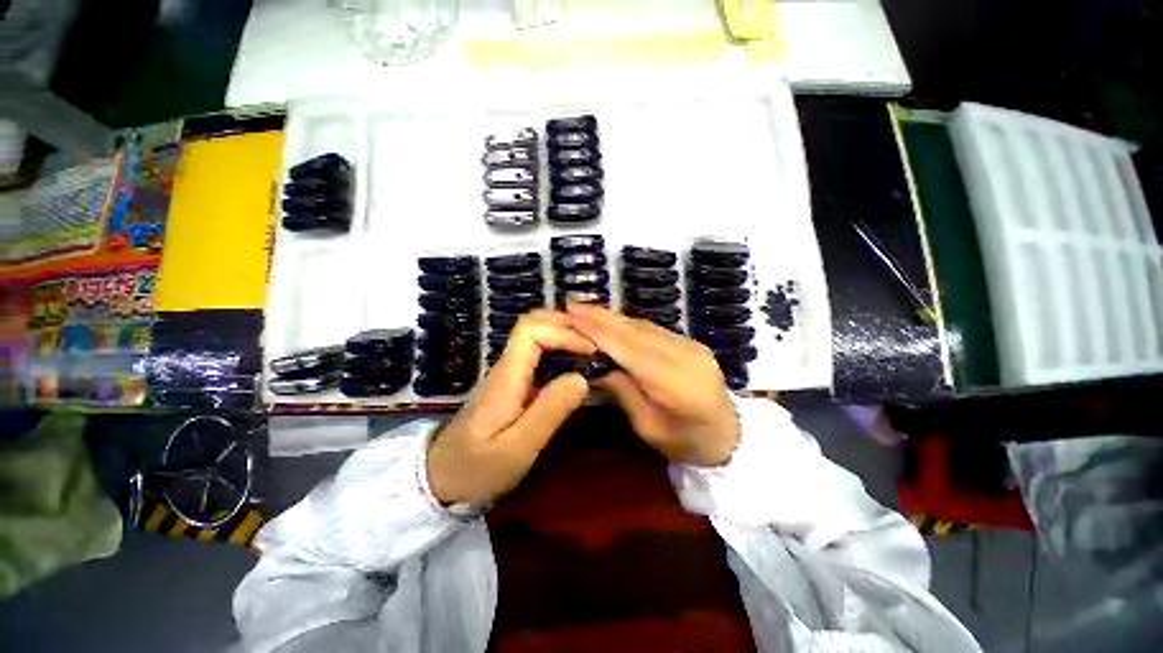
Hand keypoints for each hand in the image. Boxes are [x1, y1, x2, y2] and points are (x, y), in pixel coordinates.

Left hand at [426, 310, 594, 505]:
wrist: (443, 476)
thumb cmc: (477, 466)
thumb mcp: (516, 449)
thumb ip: (548, 412)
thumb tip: (581, 378)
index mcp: (506, 376)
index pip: (531, 330)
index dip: (563, 332)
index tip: (590, 350)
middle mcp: (507, 365)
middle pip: (532, 323)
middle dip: (566, 325)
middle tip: (596, 341)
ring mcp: (509, 372)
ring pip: (536, 334)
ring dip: (564, 333)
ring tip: (592, 348)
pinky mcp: (514, 382)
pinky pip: (538, 352)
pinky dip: (560, 348)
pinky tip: (576, 363)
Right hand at [566, 303, 739, 466]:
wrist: (732, 437)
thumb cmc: (687, 444)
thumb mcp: (649, 429)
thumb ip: (624, 392)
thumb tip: (596, 365)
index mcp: (676, 383)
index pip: (629, 349)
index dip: (599, 331)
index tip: (572, 317)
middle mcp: (685, 355)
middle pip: (636, 331)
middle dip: (601, 317)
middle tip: (571, 304)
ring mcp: (691, 346)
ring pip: (644, 326)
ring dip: (613, 317)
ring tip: (585, 310)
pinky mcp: (691, 344)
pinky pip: (654, 330)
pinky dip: (629, 324)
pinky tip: (612, 321)